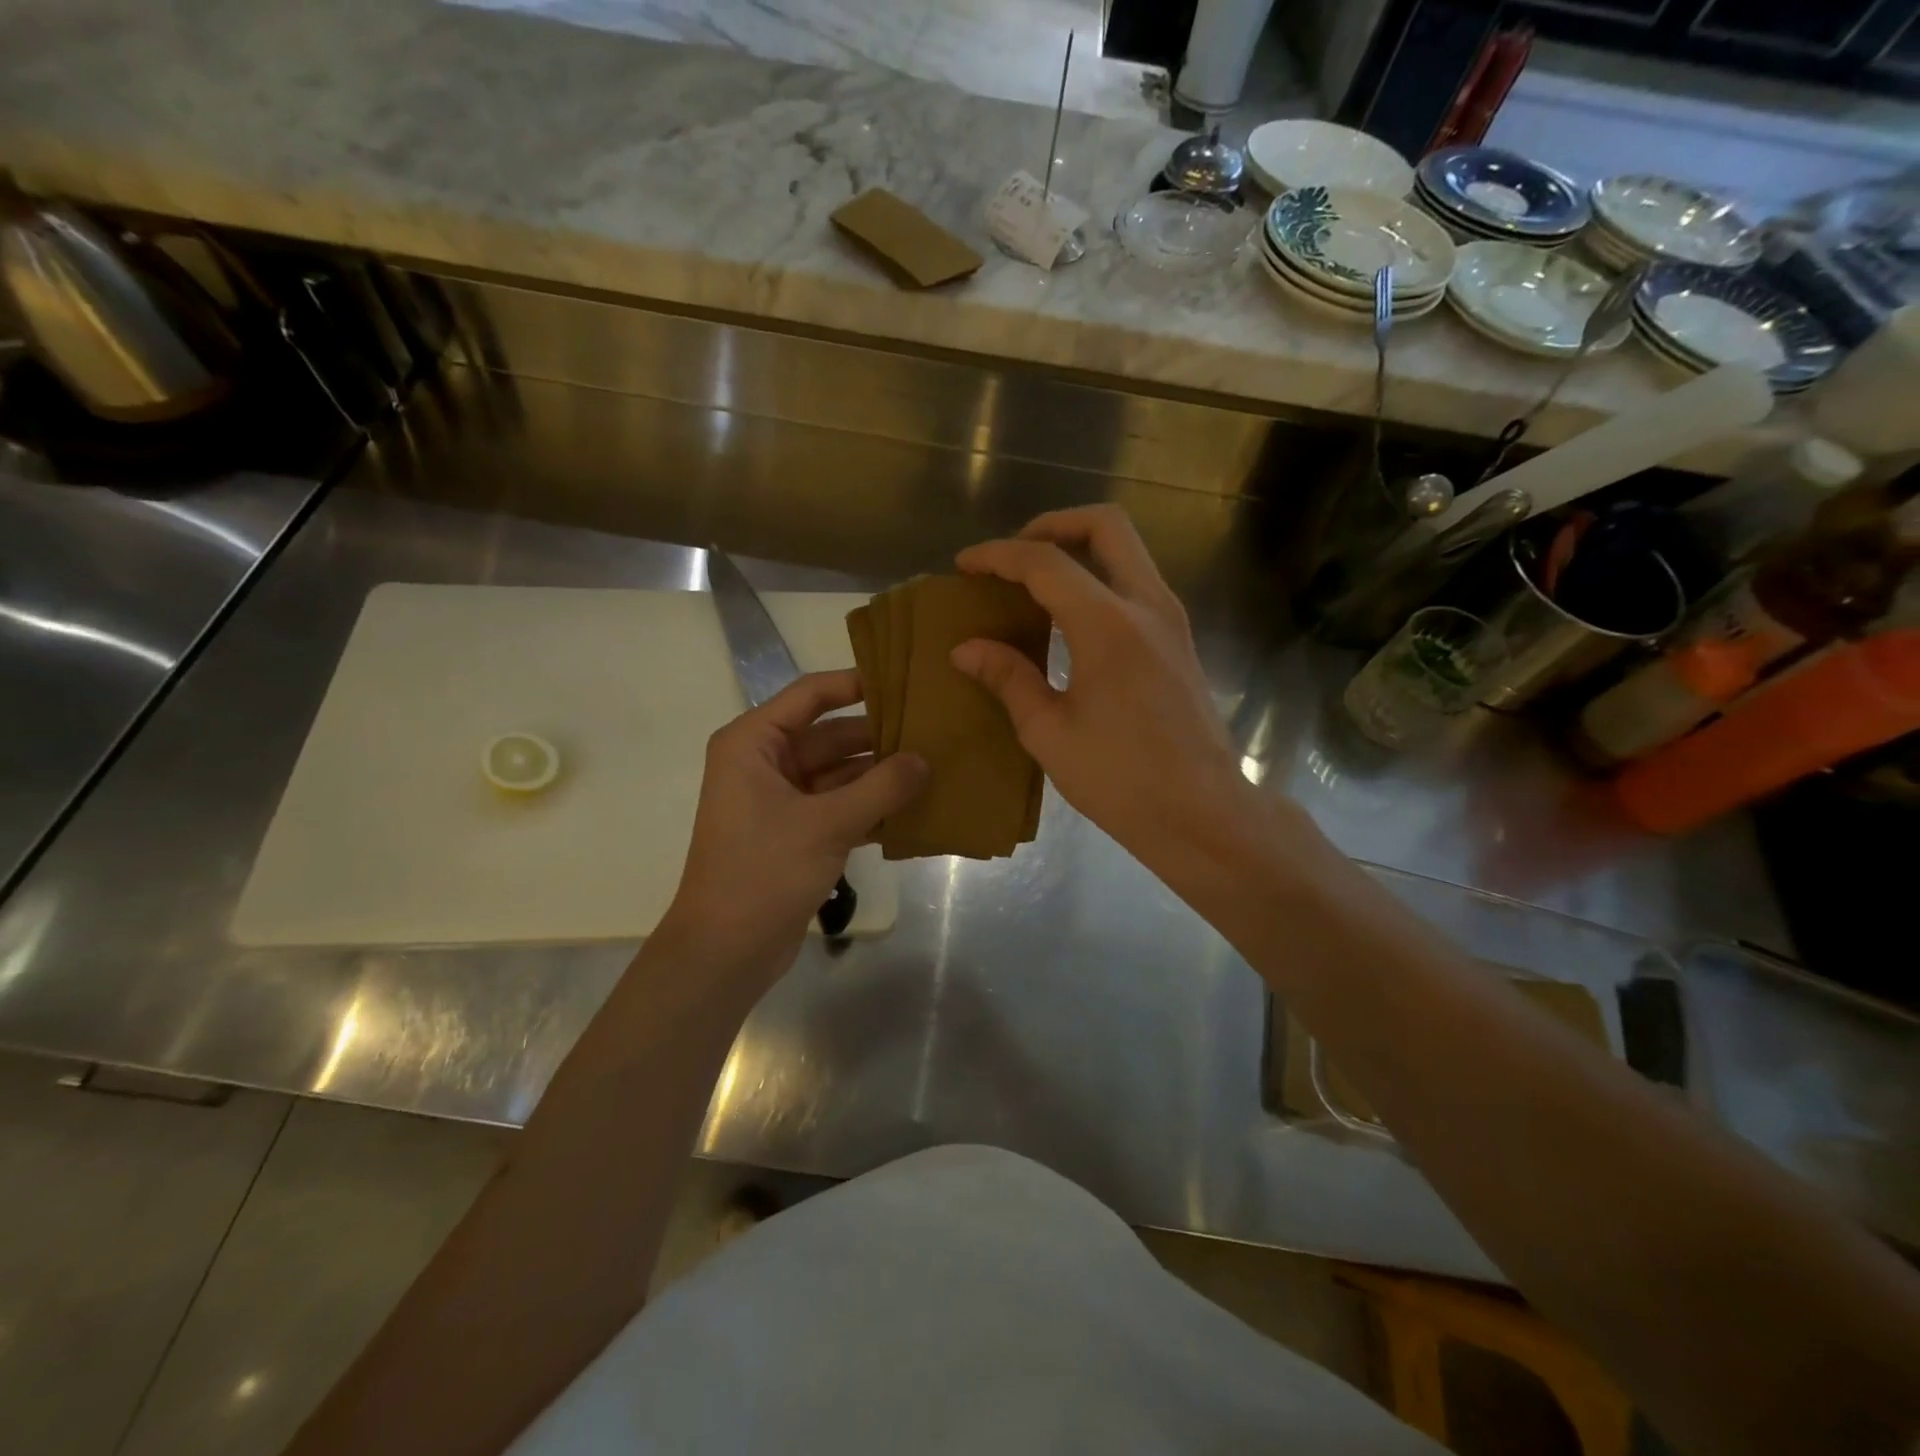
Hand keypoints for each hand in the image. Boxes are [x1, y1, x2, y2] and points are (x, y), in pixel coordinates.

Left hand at [660, 670, 926, 976]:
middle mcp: (764, 763)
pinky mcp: (795, 833)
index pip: (810, 695)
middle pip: (830, 736)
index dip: (855, 684)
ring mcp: (780, 800)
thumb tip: (926, 760)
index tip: (903, 681)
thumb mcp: (827, 824)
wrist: (726, 951)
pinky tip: (914, 811)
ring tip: (934, 768)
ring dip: (880, 776)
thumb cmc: (764, 872)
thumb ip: (881, 788)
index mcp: (754, 743)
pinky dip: (870, 808)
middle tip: (933, 732)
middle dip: (878, 738)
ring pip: (838, 774)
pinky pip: (839, 807)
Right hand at [952, 505, 1248, 865]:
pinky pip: (1136, 583)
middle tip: (1015, 556)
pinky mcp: (1179, 640)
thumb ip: (1008, 678)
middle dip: (1053, 525)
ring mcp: (1171, 620)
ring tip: (1035, 585)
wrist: (1202, 812)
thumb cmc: (1121, 779)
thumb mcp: (1049, 732)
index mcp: (1108, 625)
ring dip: (1080, 550)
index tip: (964, 566)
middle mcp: (1147, 605)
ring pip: (1127, 551)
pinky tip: (1069, 620)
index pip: (1046, 562)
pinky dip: (1100, 579)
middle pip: (1106, 526)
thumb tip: (966, 648)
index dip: (999, 556)